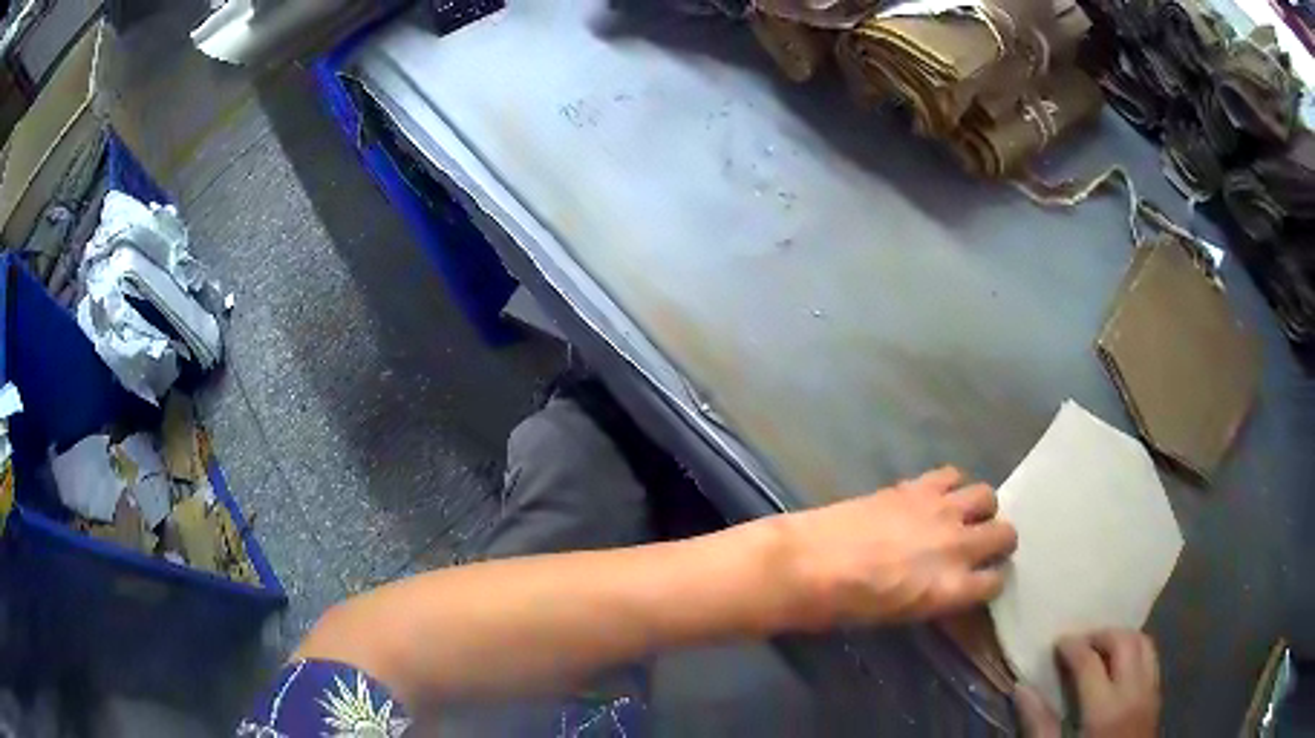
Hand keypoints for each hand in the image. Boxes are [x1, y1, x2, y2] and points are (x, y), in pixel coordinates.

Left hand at [778, 466, 1016, 628]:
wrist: (806, 564)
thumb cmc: (844, 606)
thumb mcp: (898, 615)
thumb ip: (933, 596)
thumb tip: (945, 584)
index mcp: (951, 589)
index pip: (995, 582)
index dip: (991, 581)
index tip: (983, 580)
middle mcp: (957, 546)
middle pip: (1005, 534)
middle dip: (999, 540)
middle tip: (982, 544)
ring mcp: (940, 510)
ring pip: (987, 495)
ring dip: (981, 507)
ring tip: (964, 515)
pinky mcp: (917, 485)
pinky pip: (952, 473)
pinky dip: (952, 484)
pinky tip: (937, 495)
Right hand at [1014, 630, 1160, 737]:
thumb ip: (1040, 725)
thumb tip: (1022, 689)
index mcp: (1105, 708)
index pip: (1090, 661)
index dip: (1072, 647)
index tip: (1058, 642)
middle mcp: (1133, 691)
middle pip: (1125, 642)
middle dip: (1102, 634)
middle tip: (1080, 641)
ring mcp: (1150, 691)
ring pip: (1145, 644)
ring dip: (1124, 638)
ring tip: (1102, 648)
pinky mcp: (1157, 697)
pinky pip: (1152, 660)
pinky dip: (1137, 651)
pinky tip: (1121, 666)